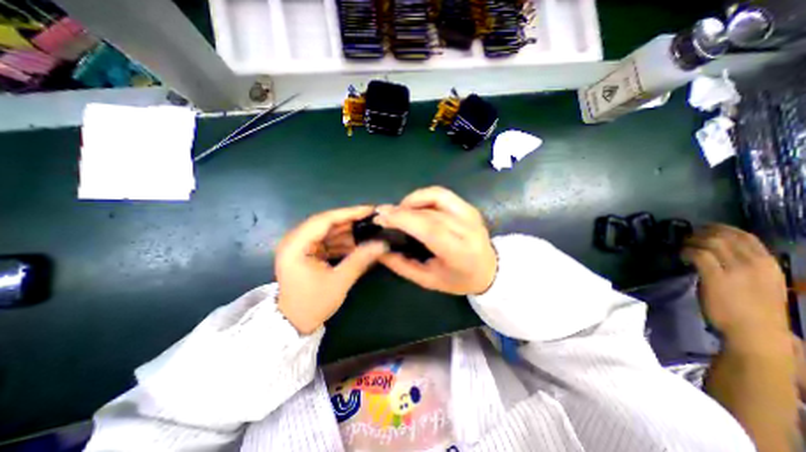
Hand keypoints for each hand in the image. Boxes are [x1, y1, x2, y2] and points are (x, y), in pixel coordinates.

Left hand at [276, 207, 388, 332]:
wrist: (294, 323)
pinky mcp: (308, 252)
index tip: (369, 210)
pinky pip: (328, 241)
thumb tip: (382, 244)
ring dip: (348, 232)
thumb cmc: (312, 304)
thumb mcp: (339, 281)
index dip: (348, 213)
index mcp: (296, 245)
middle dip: (351, 221)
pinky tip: (358, 244)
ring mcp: (301, 246)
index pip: (324, 220)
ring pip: (328, 231)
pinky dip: (343, 242)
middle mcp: (295, 240)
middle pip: (326, 223)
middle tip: (373, 219)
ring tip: (369, 231)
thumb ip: (360, 259)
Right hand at [374, 187, 498, 296]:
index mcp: (459, 252)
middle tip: (383, 214)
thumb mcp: (427, 280)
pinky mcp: (468, 206)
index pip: (429, 228)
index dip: (402, 219)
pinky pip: (442, 194)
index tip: (381, 218)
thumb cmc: (458, 280)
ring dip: (412, 200)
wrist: (489, 270)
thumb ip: (402, 265)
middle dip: (401, 210)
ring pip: (436, 195)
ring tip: (400, 211)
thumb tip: (379, 249)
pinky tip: (415, 207)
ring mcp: (469, 213)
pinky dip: (424, 196)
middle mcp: (467, 228)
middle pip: (429, 211)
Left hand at [682, 224, 792, 348]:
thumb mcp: (761, 282)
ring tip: (684, 247)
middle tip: (688, 237)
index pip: (746, 236)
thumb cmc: (755, 309)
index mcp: (769, 264)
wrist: (755, 331)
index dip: (721, 229)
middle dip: (702, 233)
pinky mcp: (716, 277)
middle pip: (725, 236)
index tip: (704, 229)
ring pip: (710, 242)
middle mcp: (755, 263)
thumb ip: (745, 265)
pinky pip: (698, 254)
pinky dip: (687, 251)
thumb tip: (719, 252)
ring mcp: (736, 270)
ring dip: (692, 241)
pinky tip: (682, 256)